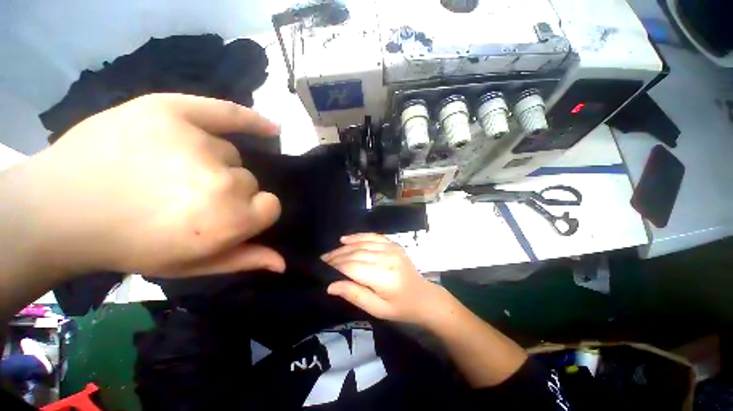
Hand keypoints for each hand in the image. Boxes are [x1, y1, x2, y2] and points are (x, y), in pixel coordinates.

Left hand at [9, 93, 284, 277]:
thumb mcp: (191, 265)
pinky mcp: (171, 111)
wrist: (61, 208)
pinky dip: (252, 121)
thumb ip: (243, 260)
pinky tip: (272, 128)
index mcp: (227, 220)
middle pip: (248, 179)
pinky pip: (228, 113)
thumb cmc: (130, 245)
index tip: (229, 216)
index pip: (270, 206)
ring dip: (213, 162)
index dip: (253, 212)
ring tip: (175, 168)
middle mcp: (221, 182)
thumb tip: (283, 263)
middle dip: (228, 189)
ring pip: (229, 153)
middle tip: (187, 196)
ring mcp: (195, 142)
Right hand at [322, 233, 442, 323]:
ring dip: (344, 248)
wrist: (423, 297)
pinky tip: (345, 239)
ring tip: (330, 253)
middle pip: (356, 253)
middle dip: (337, 257)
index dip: (336, 267)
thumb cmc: (400, 308)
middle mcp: (388, 258)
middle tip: (322, 261)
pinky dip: (358, 237)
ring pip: (362, 244)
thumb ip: (354, 295)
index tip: (322, 268)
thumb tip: (330, 285)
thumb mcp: (377, 309)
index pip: (353, 267)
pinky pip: (372, 236)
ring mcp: (392, 248)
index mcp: (384, 277)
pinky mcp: (393, 244)